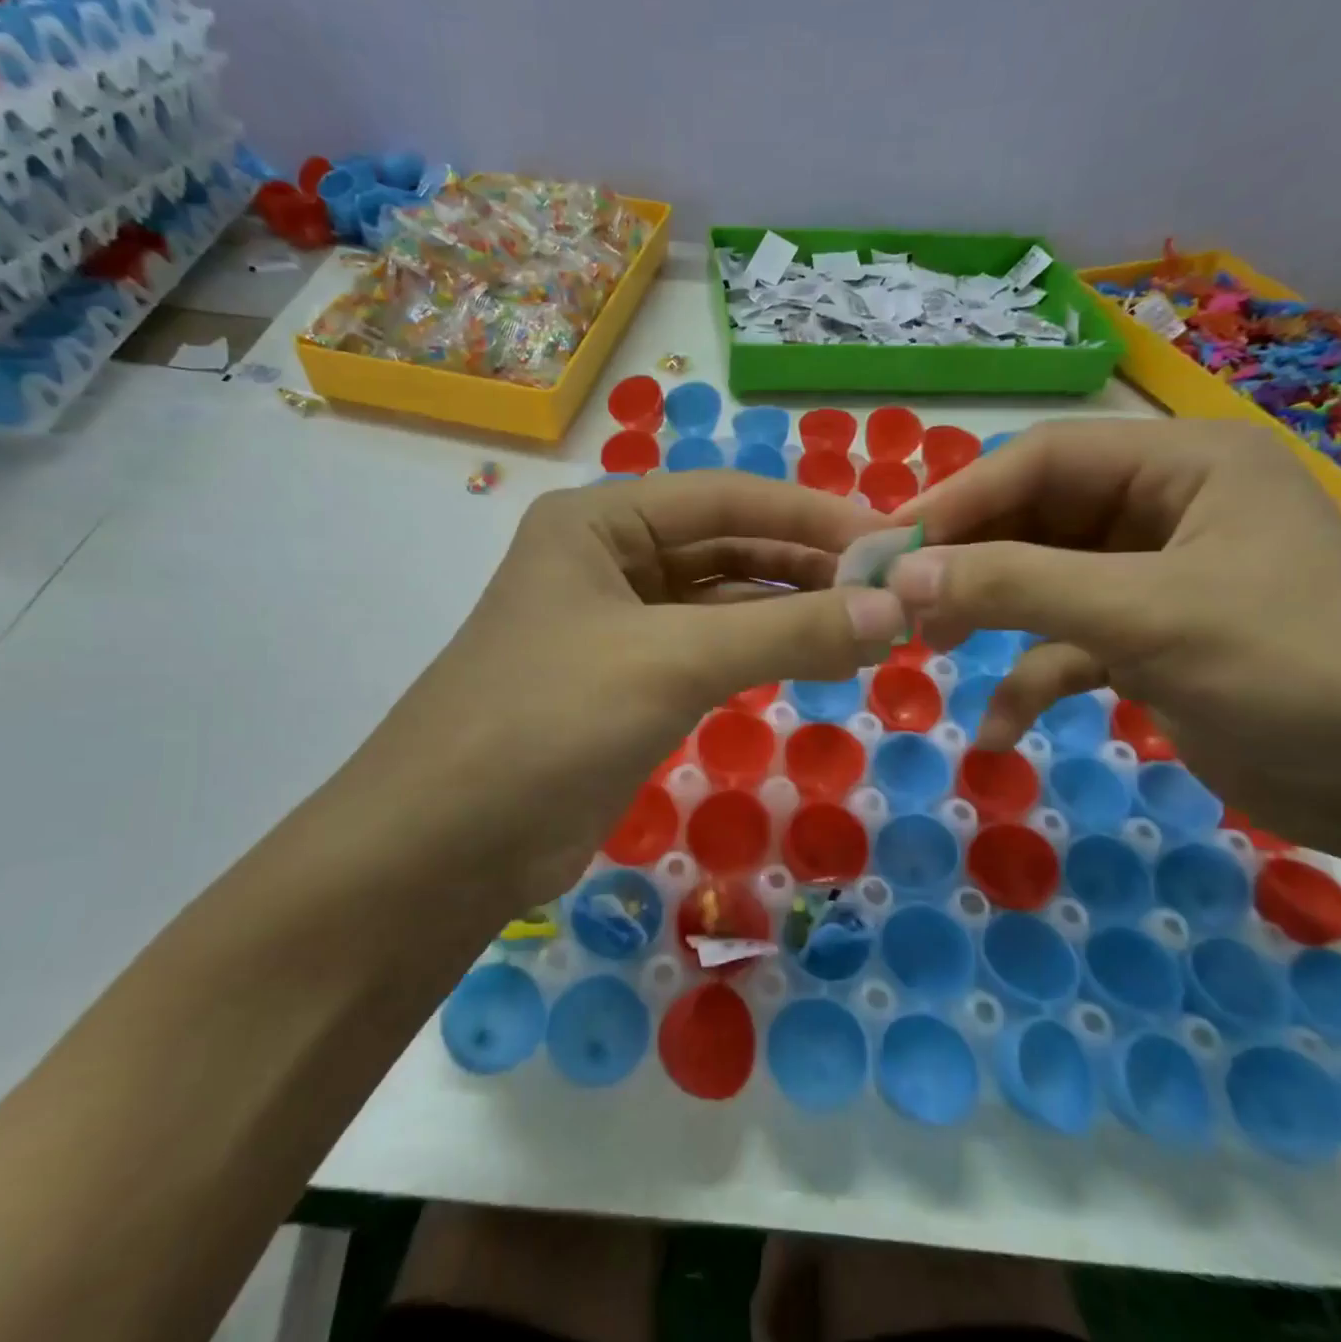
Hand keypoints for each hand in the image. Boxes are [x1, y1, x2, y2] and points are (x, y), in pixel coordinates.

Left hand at [326, 472, 906, 908]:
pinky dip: (761, 653)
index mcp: (600, 521)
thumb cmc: (549, 721)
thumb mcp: (672, 662)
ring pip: (722, 602)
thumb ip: (786, 632)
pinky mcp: (625, 683)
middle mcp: (606, 559)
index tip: (895, 541)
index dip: (813, 515)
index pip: (728, 497)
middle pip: (728, 546)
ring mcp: (614, 624)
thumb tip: (894, 611)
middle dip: (808, 565)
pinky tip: (815, 660)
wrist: (444, 844)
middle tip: (893, 592)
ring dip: (790, 611)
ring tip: (871, 628)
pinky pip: (708, 651)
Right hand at [886, 419, 1340, 856]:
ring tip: (926, 650)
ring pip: (1042, 585)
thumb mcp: (1146, 616)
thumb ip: (1017, 585)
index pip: (1041, 460)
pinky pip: (1066, 649)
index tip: (888, 547)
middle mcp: (1164, 511)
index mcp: (1182, 466)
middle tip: (896, 601)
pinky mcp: (1150, 645)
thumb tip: (904, 575)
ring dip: (987, 619)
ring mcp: (1154, 582)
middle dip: (966, 563)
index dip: (958, 499)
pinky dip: (1028, 683)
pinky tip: (996, 732)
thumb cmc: (1299, 671)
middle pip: (1033, 520)